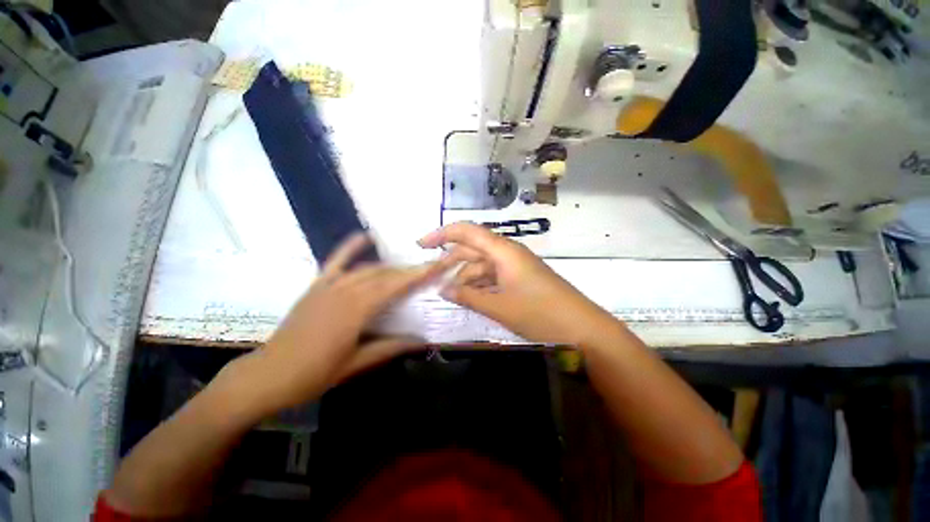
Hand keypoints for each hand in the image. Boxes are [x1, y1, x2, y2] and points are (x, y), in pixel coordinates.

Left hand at [224, 233, 451, 415]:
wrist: (267, 375)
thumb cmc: (314, 374)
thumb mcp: (357, 364)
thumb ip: (391, 348)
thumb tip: (422, 341)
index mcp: (356, 311)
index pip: (395, 287)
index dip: (418, 275)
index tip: (437, 265)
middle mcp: (345, 291)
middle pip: (385, 275)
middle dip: (410, 270)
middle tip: (430, 267)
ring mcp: (329, 286)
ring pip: (367, 269)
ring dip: (391, 267)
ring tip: (409, 268)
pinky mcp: (317, 286)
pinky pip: (335, 261)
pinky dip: (350, 247)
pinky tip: (365, 236)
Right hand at [419, 222, 616, 345]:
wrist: (582, 328)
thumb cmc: (540, 313)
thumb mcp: (499, 307)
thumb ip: (468, 296)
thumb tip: (443, 290)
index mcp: (503, 251)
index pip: (467, 232)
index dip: (442, 234)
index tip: (421, 245)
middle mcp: (508, 253)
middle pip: (472, 249)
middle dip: (450, 261)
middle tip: (431, 278)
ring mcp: (515, 266)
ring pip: (482, 265)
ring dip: (465, 277)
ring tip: (449, 294)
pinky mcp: (520, 278)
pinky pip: (493, 276)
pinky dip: (479, 285)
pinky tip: (470, 297)